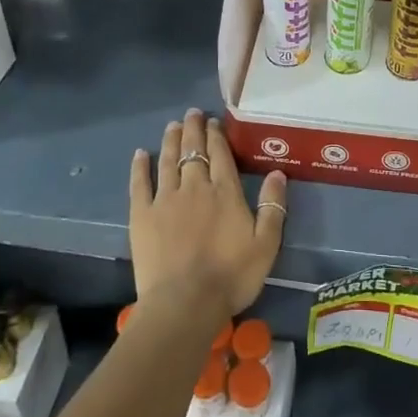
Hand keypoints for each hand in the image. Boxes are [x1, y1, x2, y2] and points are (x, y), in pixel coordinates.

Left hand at [129, 109, 287, 316]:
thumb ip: (273, 207)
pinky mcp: (142, 215)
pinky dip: (140, 166)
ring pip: (168, 160)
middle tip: (192, 113)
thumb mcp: (266, 244)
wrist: (185, 302)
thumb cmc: (231, 276)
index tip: (213, 121)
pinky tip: (140, 154)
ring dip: (171, 140)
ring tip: (173, 125)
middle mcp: (195, 186)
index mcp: (225, 191)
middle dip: (193, 129)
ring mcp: (165, 199)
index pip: (220, 154)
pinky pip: (140, 183)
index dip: (216, 135)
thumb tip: (278, 173)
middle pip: (193, 150)